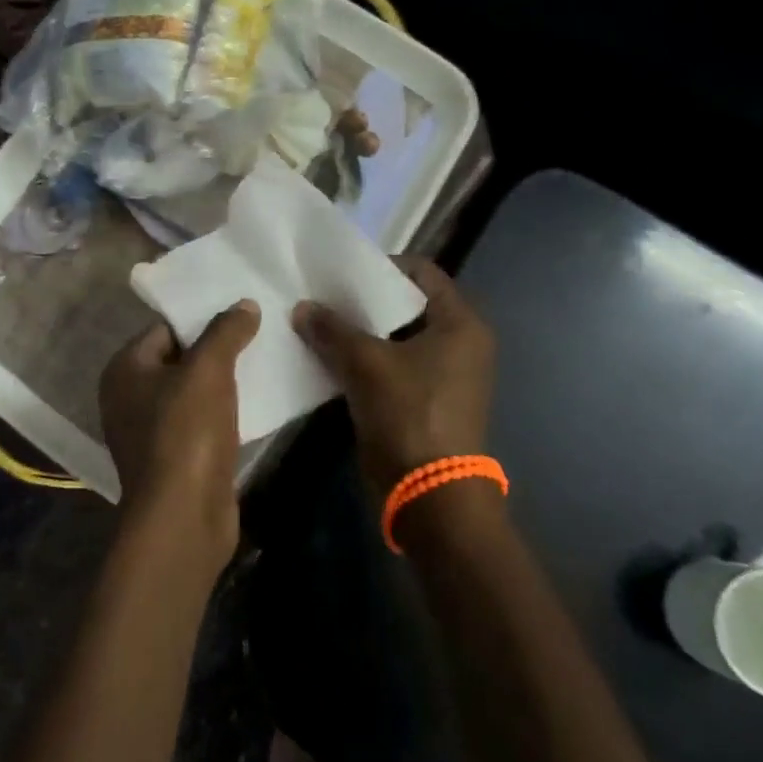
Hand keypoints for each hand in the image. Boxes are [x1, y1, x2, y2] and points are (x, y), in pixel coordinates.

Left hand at [99, 301, 260, 574]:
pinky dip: (224, 411)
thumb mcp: (208, 370)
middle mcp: (129, 398)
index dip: (202, 318)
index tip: (241, 311)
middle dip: (217, 348)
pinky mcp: (174, 459)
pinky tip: (256, 401)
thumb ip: (225, 331)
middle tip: (258, 332)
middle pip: (180, 358)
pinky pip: (201, 421)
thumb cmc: (186, 434)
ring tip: (263, 360)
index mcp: (124, 370)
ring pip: (193, 392)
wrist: (184, 519)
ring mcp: (150, 432)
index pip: (166, 328)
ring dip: (224, 381)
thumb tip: (244, 304)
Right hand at [293, 258, 495, 494]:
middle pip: (407, 304)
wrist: (431, 495)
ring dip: (362, 331)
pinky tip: (330, 355)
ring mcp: (445, 373)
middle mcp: (460, 342)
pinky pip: (394, 364)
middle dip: (366, 299)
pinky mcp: (427, 399)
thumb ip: (332, 329)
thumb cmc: (409, 414)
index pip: (421, 272)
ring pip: (397, 337)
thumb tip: (302, 307)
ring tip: (321, 321)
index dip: (382, 265)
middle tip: (325, 294)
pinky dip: (367, 358)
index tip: (343, 270)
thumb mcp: (366, 364)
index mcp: (460, 323)